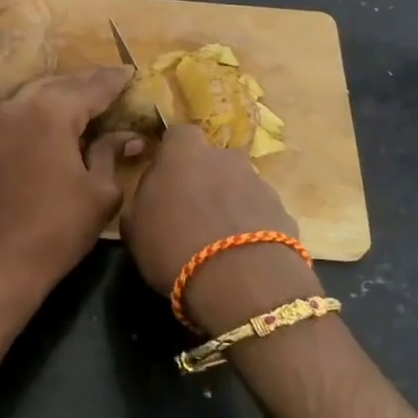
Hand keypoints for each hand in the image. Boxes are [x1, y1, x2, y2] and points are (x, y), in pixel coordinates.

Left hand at [0, 66, 145, 305]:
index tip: (135, 72)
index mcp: (53, 111)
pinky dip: (50, 104)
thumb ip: (113, 152)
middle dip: (92, 82)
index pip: (93, 86)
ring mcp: (5, 119)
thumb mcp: (100, 191)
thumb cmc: (59, 227)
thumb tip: (131, 135)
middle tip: (119, 82)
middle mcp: (25, 104)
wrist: (2, 259)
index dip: (116, 80)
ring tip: (97, 96)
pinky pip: (29, 106)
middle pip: (65, 83)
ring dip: (69, 91)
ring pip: (43, 91)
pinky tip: (68, 116)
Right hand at [121, 124, 310, 331]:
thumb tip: (150, 197)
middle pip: (213, 160)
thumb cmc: (173, 246)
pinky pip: (260, 213)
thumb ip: (141, 203)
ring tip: (218, 240)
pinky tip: (242, 256)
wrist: (241, 281)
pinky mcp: (283, 212)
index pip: (178, 135)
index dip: (172, 153)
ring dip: (229, 204)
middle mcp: (225, 158)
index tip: (164, 178)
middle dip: (204, 179)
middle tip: (191, 211)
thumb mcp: (135, 229)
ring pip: (239, 186)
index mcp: (184, 153)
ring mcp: (259, 183)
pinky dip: (251, 227)